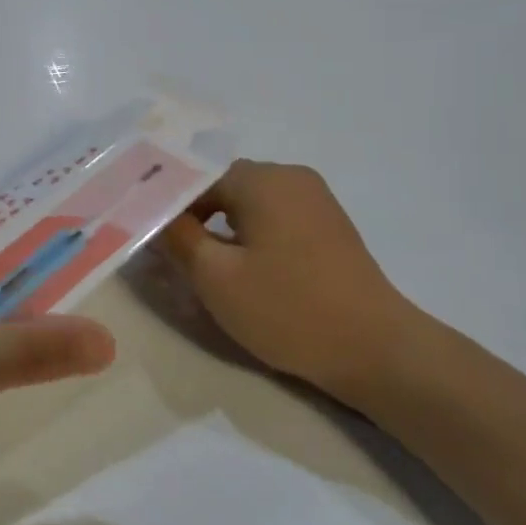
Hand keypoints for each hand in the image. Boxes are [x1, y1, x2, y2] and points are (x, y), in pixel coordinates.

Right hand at [157, 161, 416, 404]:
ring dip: (225, 228)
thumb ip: (178, 239)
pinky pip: (277, 217)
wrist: (376, 348)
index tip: (149, 237)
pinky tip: (249, 270)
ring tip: (207, 267)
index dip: (168, 206)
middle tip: (173, 256)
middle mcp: (291, 176)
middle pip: (225, 187)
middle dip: (196, 217)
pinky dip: (254, 235)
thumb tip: (154, 215)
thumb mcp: (217, 278)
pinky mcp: (330, 225)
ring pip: (251, 203)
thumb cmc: (288, 309)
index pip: (196, 178)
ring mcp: (316, 199)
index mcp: (262, 179)